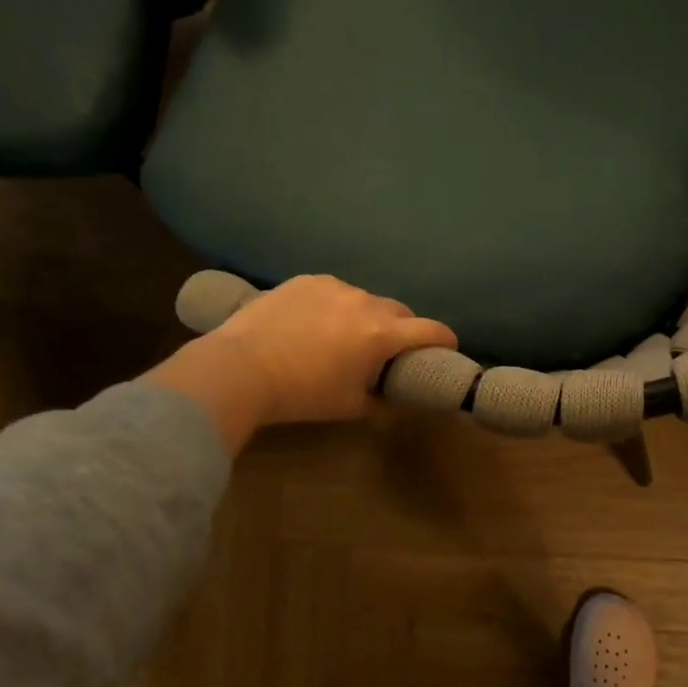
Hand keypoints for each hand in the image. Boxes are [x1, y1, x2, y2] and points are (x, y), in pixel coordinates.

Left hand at [142, 275, 456, 451]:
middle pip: (401, 311)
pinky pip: (334, 291)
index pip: (432, 330)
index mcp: (382, 334)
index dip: (445, 340)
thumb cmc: (302, 394)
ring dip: (368, 316)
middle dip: (403, 329)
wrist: (240, 368)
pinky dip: (336, 305)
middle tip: (389, 350)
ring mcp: (334, 286)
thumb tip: (393, 404)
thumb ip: (380, 403)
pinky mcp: (305, 280)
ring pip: (366, 299)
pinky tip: (316, 322)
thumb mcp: (349, 406)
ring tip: (346, 336)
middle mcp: (365, 302)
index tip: (447, 348)